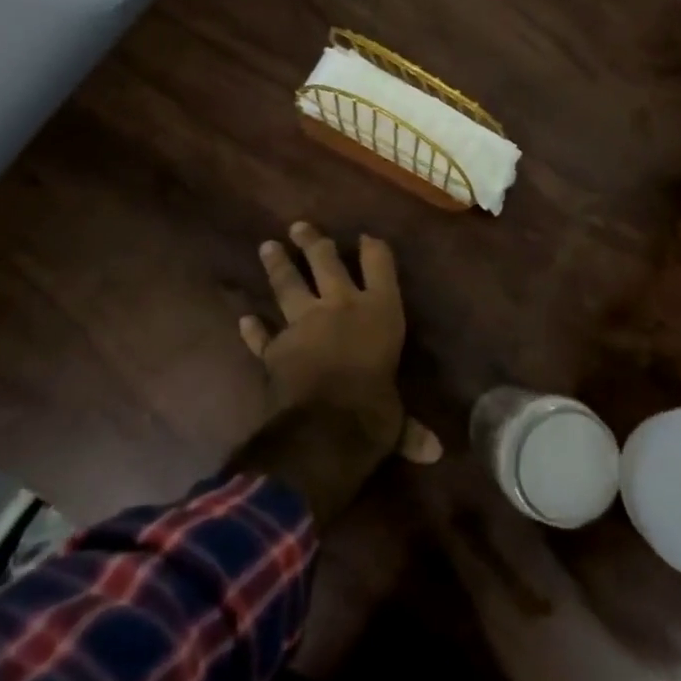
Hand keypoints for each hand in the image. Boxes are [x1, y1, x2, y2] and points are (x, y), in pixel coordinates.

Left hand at [240, 222, 441, 464]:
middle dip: (314, 243)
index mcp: (380, 311)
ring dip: (278, 266)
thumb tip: (436, 453)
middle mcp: (342, 306)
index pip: (379, 266)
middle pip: (326, 263)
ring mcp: (304, 323)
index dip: (373, 248)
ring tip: (267, 246)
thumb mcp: (398, 419)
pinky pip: (262, 335)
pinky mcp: (275, 348)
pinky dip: (252, 328)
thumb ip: (410, 429)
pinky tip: (244, 319)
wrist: (325, 428)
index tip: (366, 237)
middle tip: (299, 226)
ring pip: (288, 286)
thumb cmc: (375, 411)